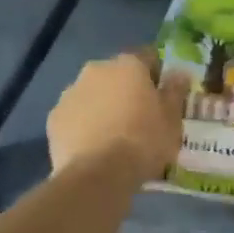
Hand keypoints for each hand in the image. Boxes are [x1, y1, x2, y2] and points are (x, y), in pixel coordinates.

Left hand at [47, 50, 190, 182]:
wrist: (98, 175)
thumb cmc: (143, 141)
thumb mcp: (172, 118)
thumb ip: (175, 91)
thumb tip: (179, 73)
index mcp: (128, 65)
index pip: (148, 57)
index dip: (157, 75)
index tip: (162, 96)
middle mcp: (97, 70)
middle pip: (116, 75)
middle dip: (126, 90)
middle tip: (138, 117)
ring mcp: (71, 93)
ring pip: (93, 93)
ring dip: (103, 105)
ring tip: (114, 135)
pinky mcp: (54, 118)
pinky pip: (75, 115)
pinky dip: (83, 124)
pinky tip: (93, 146)